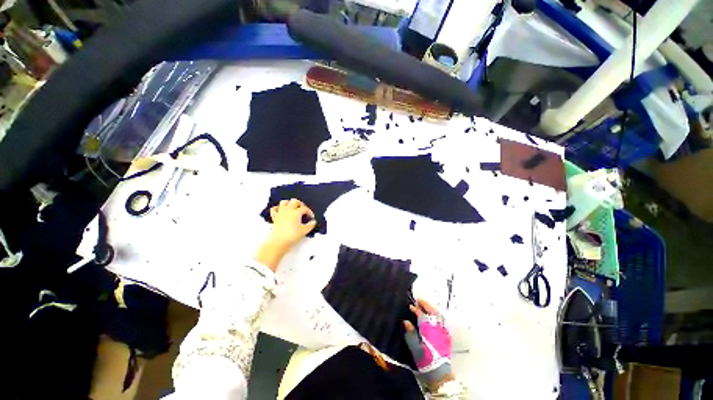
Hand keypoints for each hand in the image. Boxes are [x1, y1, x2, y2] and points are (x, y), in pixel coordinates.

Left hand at [256, 199, 315, 270]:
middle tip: (303, 210)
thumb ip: (310, 225)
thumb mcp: (304, 231)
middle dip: (300, 204)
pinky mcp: (275, 217)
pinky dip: (278, 208)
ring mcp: (280, 212)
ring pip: (284, 202)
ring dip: (289, 203)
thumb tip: (313, 222)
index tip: (311, 217)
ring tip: (293, 207)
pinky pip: (274, 209)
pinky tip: (281, 211)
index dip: (309, 212)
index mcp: (296, 212)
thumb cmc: (292, 236)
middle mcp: (288, 210)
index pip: (305, 208)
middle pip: (295, 201)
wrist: (279, 241)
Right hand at [404, 299, 454, 389]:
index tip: (410, 306)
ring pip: (438, 315)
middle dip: (425, 305)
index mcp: (428, 329)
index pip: (421, 315)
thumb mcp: (414, 347)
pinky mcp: (447, 335)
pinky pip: (442, 321)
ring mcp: (443, 331)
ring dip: (431, 308)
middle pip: (432, 312)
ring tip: (425, 305)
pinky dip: (437, 315)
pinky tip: (434, 315)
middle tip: (419, 300)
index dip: (415, 309)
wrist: (439, 372)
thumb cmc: (425, 359)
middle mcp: (437, 327)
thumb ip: (410, 332)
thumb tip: (406, 321)